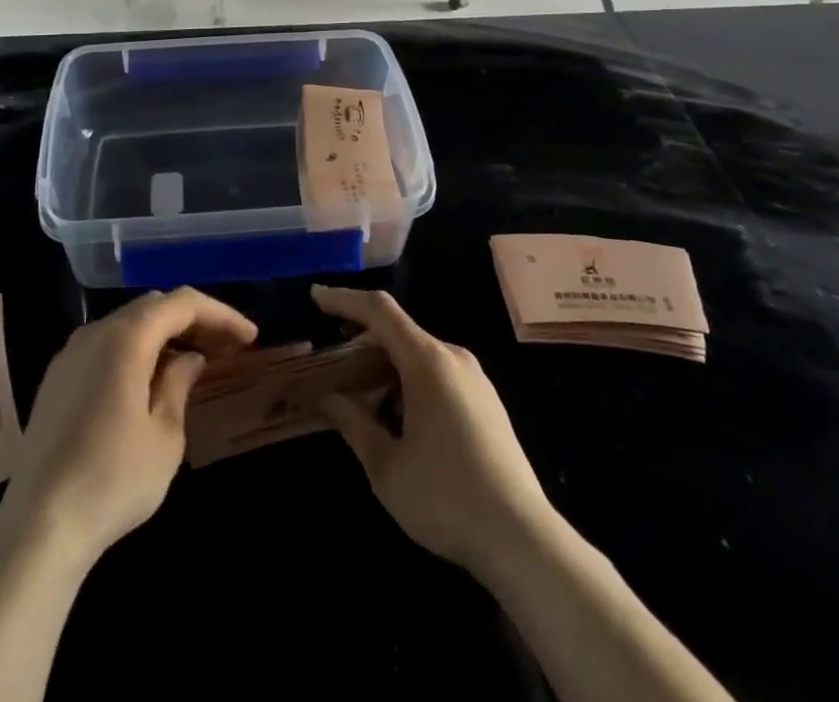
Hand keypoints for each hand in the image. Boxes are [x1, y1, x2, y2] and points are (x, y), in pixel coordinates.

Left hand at [0, 287, 257, 568]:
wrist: (38, 526)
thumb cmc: (113, 480)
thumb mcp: (164, 436)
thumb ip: (179, 384)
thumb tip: (189, 359)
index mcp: (126, 337)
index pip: (181, 303)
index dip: (220, 314)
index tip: (249, 338)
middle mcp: (95, 332)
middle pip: (153, 307)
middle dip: (193, 321)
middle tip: (226, 349)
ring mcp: (70, 353)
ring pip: (127, 325)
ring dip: (163, 335)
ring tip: (194, 362)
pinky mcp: (56, 379)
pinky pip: (105, 346)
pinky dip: (136, 351)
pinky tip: (150, 381)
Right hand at [314, 285, 553, 575]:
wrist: (524, 541)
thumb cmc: (446, 498)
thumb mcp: (386, 466)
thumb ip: (352, 423)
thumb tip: (326, 397)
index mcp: (427, 361)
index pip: (379, 311)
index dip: (344, 299)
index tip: (315, 297)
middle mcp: (453, 357)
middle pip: (398, 331)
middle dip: (361, 341)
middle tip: (330, 363)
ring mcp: (475, 378)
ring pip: (418, 353)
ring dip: (385, 365)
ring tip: (359, 394)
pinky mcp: (487, 401)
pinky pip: (438, 372)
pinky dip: (408, 379)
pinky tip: (398, 415)